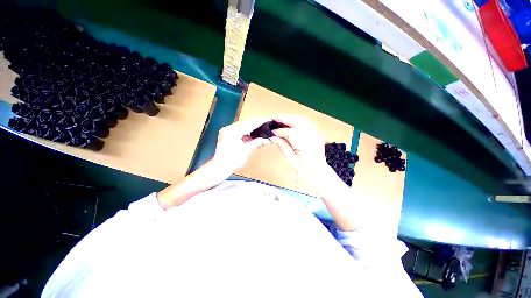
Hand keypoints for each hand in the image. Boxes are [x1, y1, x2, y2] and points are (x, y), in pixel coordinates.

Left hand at [211, 118, 272, 175]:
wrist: (219, 168)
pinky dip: (248, 132)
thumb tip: (268, 139)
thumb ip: (257, 143)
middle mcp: (229, 128)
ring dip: (253, 127)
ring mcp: (227, 131)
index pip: (249, 123)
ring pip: (243, 126)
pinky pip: (240, 130)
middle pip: (246, 123)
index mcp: (232, 131)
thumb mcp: (246, 150)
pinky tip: (255, 133)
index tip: (268, 120)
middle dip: (257, 124)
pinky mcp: (228, 135)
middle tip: (267, 124)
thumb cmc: (232, 161)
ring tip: (263, 128)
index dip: (260, 122)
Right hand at [270, 115, 329, 185]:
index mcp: (305, 146)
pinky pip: (307, 123)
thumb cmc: (305, 170)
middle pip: (298, 122)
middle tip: (274, 117)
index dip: (280, 131)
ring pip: (303, 120)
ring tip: (280, 119)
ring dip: (291, 118)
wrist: (319, 173)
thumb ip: (283, 146)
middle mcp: (312, 137)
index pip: (291, 133)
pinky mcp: (317, 134)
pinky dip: (297, 121)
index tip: (272, 132)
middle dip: (285, 118)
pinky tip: (291, 123)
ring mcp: (316, 134)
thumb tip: (273, 137)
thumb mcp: (291, 160)